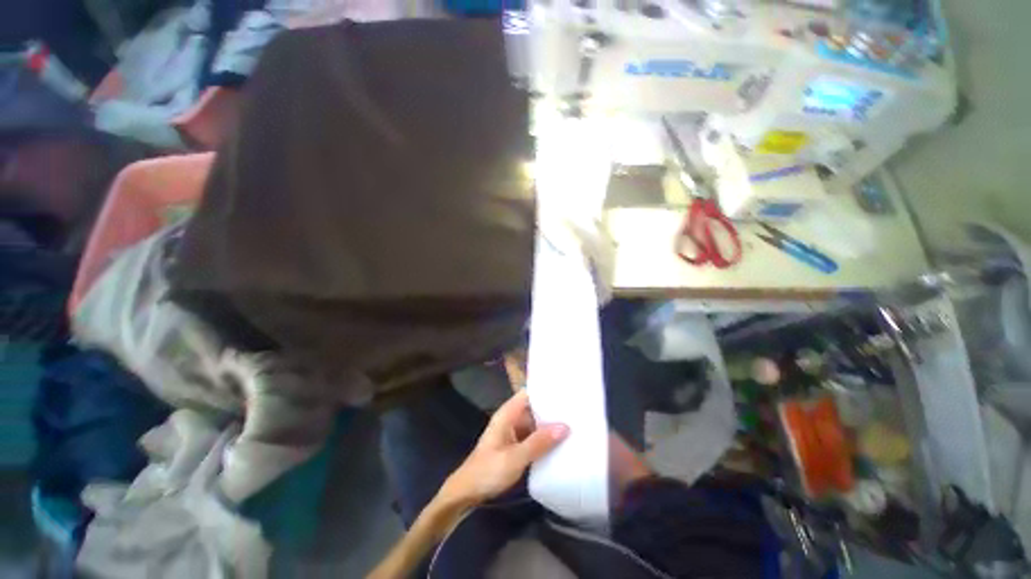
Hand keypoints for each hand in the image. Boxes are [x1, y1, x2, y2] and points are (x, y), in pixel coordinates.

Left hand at [439, 390, 567, 506]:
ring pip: (534, 423)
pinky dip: (544, 438)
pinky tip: (560, 442)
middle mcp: (511, 419)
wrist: (466, 493)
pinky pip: (533, 436)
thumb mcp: (515, 457)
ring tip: (574, 424)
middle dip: (551, 409)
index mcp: (507, 414)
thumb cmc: (487, 471)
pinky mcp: (515, 445)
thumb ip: (539, 442)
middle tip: (576, 410)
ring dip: (549, 425)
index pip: (528, 393)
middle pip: (533, 408)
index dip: (545, 391)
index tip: (566, 393)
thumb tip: (565, 426)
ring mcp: (513, 432)